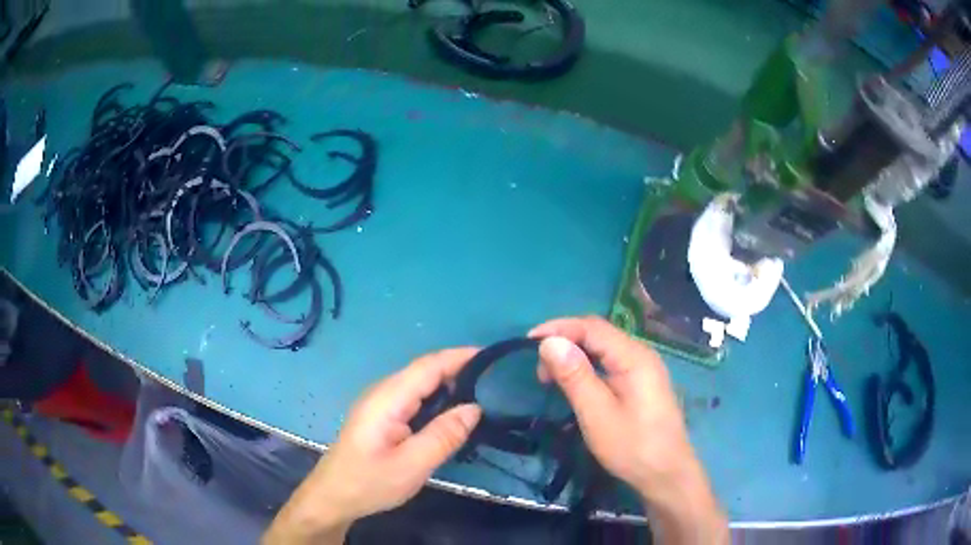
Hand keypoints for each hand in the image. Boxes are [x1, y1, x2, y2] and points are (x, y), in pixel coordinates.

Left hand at [263, 348, 481, 543]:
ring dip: (447, 383)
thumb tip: (475, 407)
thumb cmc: (370, 482)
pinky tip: (450, 411)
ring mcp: (378, 404)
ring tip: (480, 391)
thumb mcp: (413, 465)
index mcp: (387, 399)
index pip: (428, 367)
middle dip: (457, 368)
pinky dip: (435, 397)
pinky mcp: (380, 416)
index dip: (459, 357)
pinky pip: (412, 397)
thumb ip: (444, 435)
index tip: (490, 356)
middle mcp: (382, 393)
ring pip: (417, 383)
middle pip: (423, 371)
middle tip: (493, 378)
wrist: (333, 496)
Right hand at [530, 316, 727, 543]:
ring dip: (575, 355)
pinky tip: (577, 384)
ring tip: (551, 378)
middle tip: (540, 370)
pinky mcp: (642, 383)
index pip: (592, 327)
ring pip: (604, 348)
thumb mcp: (597, 414)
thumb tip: (549, 342)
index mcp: (634, 356)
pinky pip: (611, 363)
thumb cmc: (631, 446)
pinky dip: (588, 367)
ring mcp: (644, 368)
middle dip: (565, 342)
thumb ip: (574, 376)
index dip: (558, 329)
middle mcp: (641, 354)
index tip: (528, 342)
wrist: (666, 474)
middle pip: (598, 334)